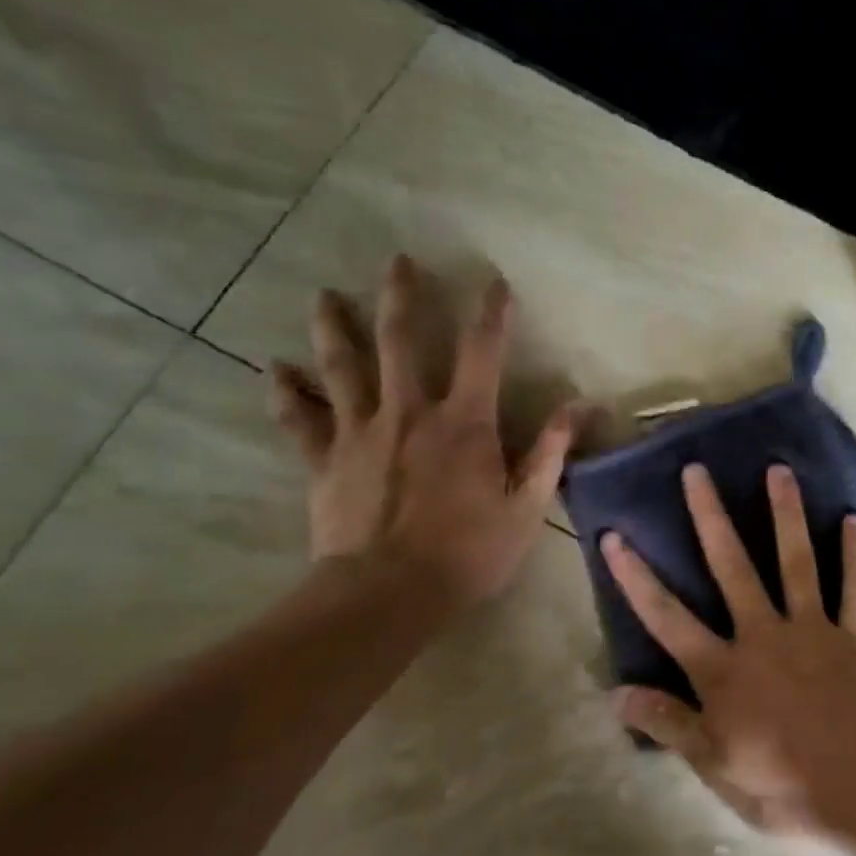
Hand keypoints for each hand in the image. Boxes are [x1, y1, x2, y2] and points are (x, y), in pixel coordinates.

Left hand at [270, 255, 579, 611]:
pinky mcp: (325, 460)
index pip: (482, 352)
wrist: (388, 594)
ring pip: (342, 367)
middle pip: (400, 341)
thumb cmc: (468, 552)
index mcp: (463, 422)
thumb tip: (580, 404)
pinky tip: (274, 369)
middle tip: (397, 260)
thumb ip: (550, 450)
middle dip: (401, 296)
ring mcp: (360, 432)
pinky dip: (286, 392)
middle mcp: (409, 412)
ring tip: (323, 296)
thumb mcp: (527, 505)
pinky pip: (299, 419)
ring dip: (333, 327)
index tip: (494, 281)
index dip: (491, 313)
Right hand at [600, 462, 855, 839]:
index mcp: (725, 671)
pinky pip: (855, 587)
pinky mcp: (854, 637)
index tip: (614, 535)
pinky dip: (855, 554)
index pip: (667, 617)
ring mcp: (812, 629)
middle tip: (696, 471)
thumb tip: (616, 693)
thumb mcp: (716, 767)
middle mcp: (764, 635)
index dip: (636, 577)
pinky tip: (854, 519)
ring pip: (795, 560)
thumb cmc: (786, 786)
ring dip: (785, 513)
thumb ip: (669, 725)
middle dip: (709, 517)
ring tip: (778, 469)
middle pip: (731, 567)